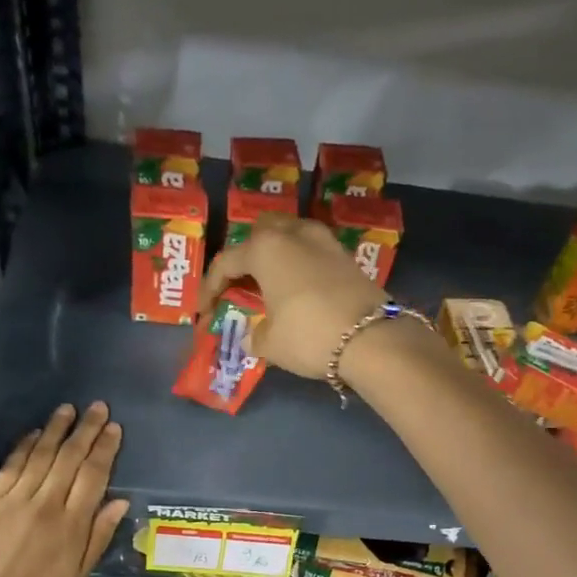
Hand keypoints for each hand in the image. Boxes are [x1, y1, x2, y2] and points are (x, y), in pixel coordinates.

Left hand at [0, 402, 128, 576]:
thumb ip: (97, 537)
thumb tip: (119, 502)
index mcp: (72, 526)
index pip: (94, 476)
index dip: (105, 449)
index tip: (114, 428)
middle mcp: (46, 505)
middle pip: (70, 458)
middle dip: (86, 430)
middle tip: (98, 407)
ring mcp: (14, 500)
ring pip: (41, 455)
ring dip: (56, 430)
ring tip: (68, 409)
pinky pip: (10, 466)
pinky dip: (24, 446)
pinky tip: (34, 433)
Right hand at [197, 216, 386, 378]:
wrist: (373, 339)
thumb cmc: (309, 335)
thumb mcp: (270, 343)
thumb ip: (254, 334)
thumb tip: (254, 334)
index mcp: (265, 248)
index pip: (226, 262)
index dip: (210, 288)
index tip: (203, 312)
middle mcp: (294, 233)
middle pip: (259, 233)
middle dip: (245, 257)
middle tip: (239, 285)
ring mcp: (324, 240)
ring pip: (289, 236)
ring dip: (275, 256)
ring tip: (269, 284)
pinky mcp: (346, 256)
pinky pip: (312, 251)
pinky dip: (299, 265)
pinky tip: (297, 288)